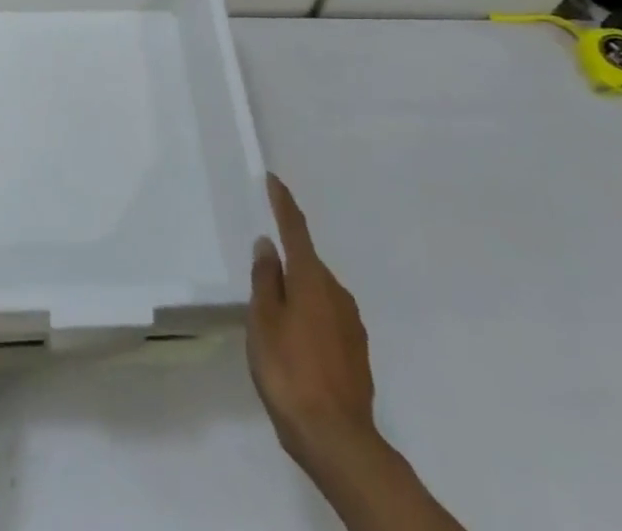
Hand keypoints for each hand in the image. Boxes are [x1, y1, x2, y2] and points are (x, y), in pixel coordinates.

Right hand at [247, 173, 377, 471]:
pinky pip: (328, 319)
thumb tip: (268, 244)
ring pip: (318, 293)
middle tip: (263, 273)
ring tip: (276, 317)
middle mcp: (336, 292)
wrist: (339, 441)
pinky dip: (311, 319)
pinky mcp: (358, 353)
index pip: (295, 229)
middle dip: (287, 261)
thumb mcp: (264, 322)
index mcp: (311, 279)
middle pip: (307, 263)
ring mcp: (352, 323)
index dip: (283, 203)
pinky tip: (298, 345)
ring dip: (299, 294)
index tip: (274, 180)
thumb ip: (265, 280)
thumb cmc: (291, 372)